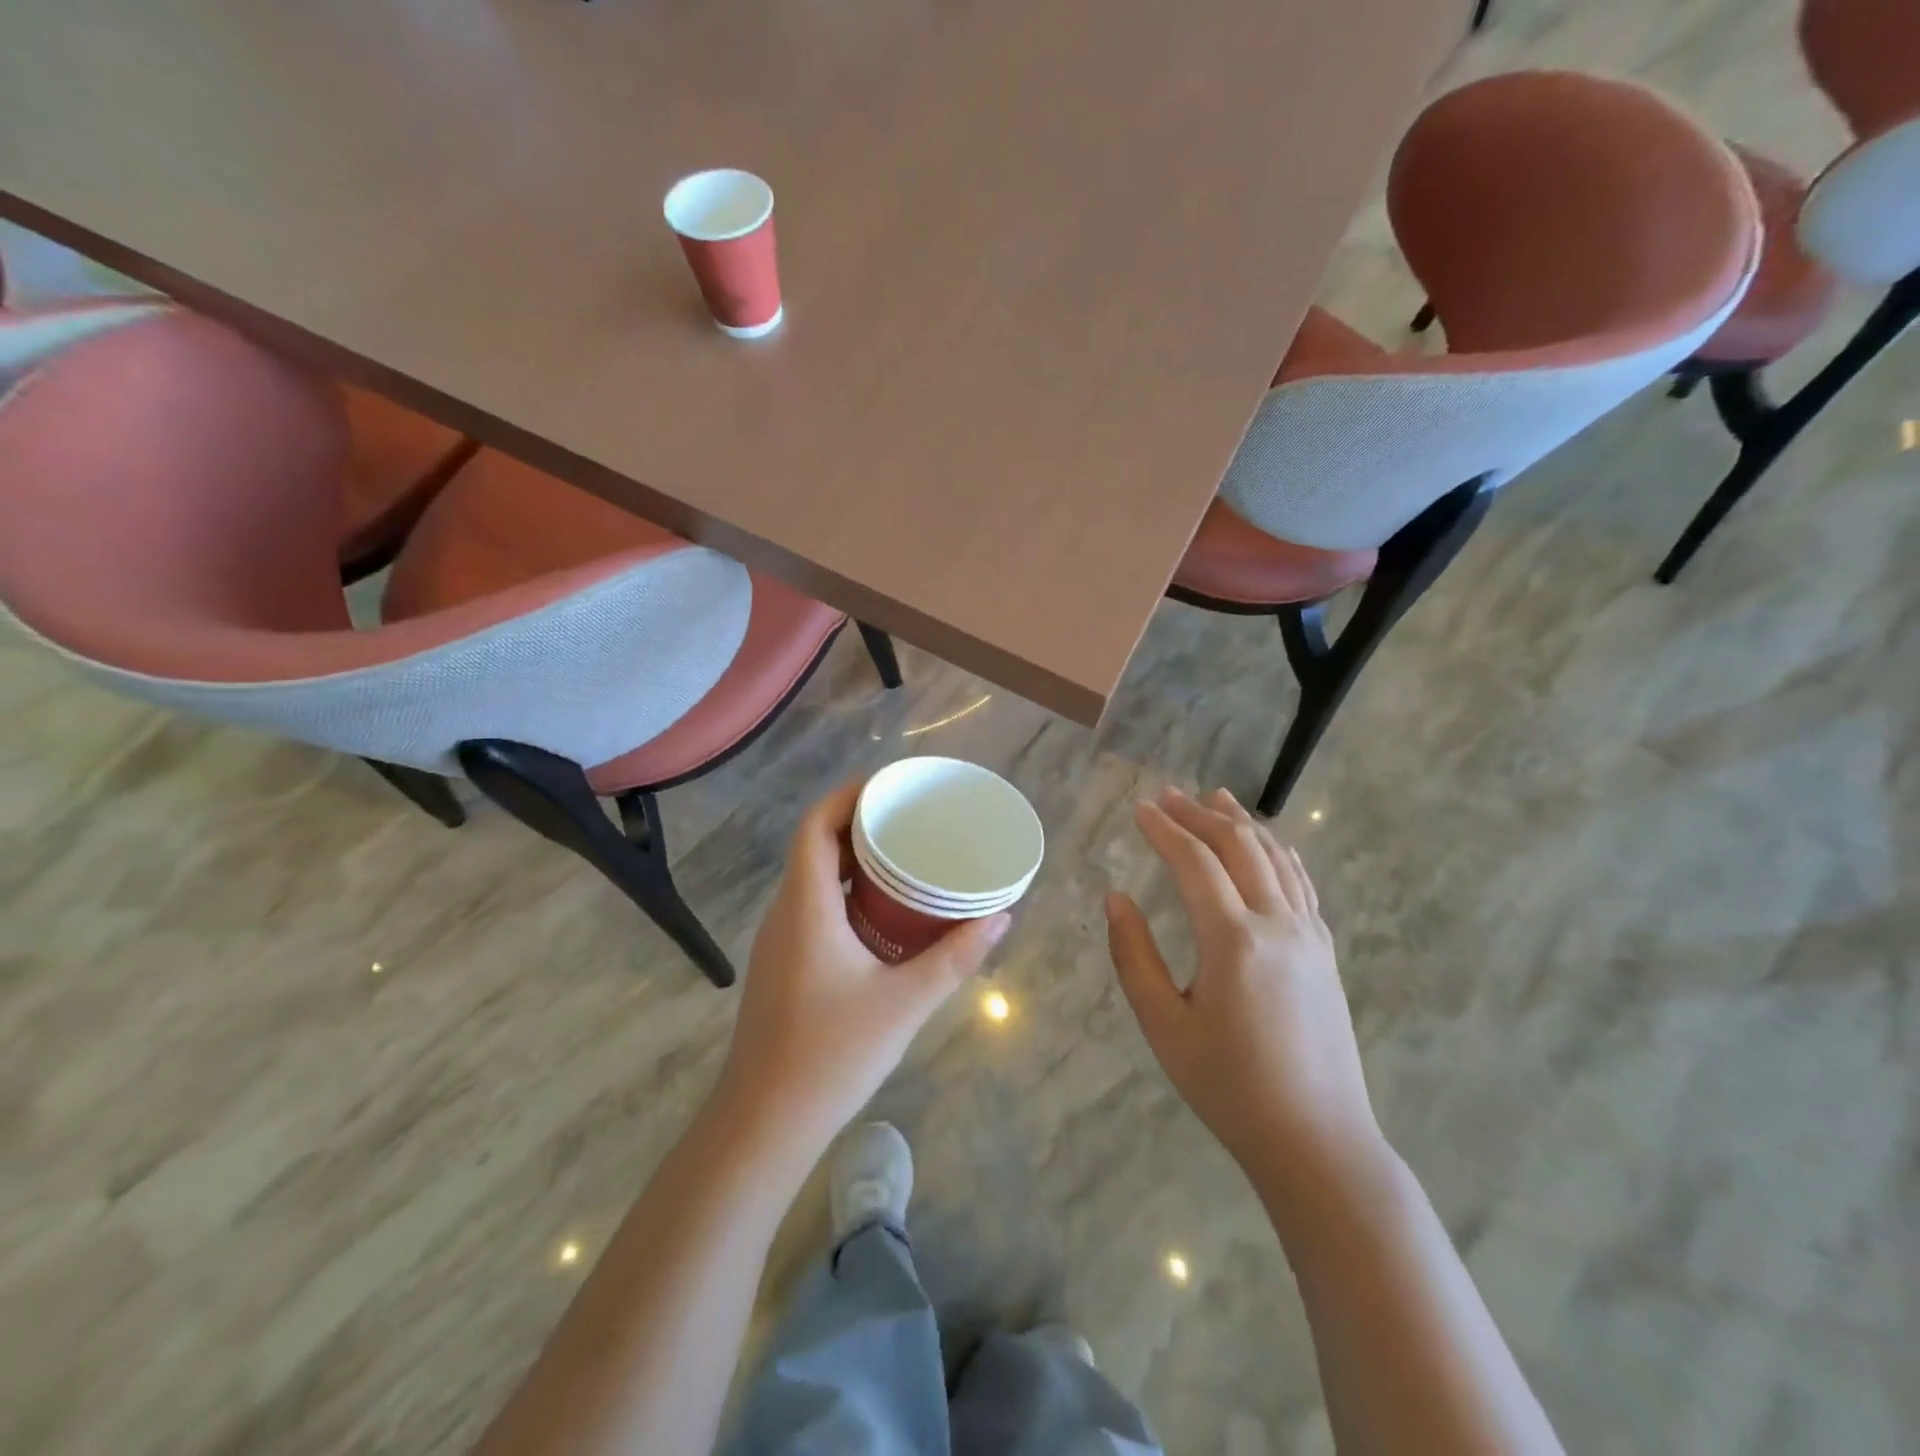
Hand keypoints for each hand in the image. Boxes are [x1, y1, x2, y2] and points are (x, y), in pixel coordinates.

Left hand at [716, 781, 1008, 1153]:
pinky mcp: (784, 962)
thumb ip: (955, 957)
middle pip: (816, 844)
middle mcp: (786, 911)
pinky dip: (846, 890)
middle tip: (911, 819)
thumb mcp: (905, 1002)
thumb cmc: (831, 1054)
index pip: (815, 825)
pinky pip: (814, 904)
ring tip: (905, 855)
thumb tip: (1001, 916)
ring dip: (853, 858)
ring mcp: (780, 939)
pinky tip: (883, 911)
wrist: (764, 1122)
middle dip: (860, 822)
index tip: (891, 787)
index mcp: (807, 906)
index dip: (848, 796)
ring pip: (813, 876)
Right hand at [1106, 787, 1381, 1178]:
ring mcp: (1309, 936)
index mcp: (1233, 940)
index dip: (1165, 830)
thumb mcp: (1164, 1025)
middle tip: (1169, 795)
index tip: (1140, 808)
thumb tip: (1115, 898)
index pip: (1195, 862)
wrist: (1317, 1140)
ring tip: (1216, 798)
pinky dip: (1279, 853)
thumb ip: (1134, 956)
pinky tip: (1270, 846)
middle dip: (1200, 815)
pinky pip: (1301, 884)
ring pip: (1276, 858)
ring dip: (1242, 823)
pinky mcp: (1325, 952)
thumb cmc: (1229, 1086)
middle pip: (1239, 847)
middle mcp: (1277, 924)